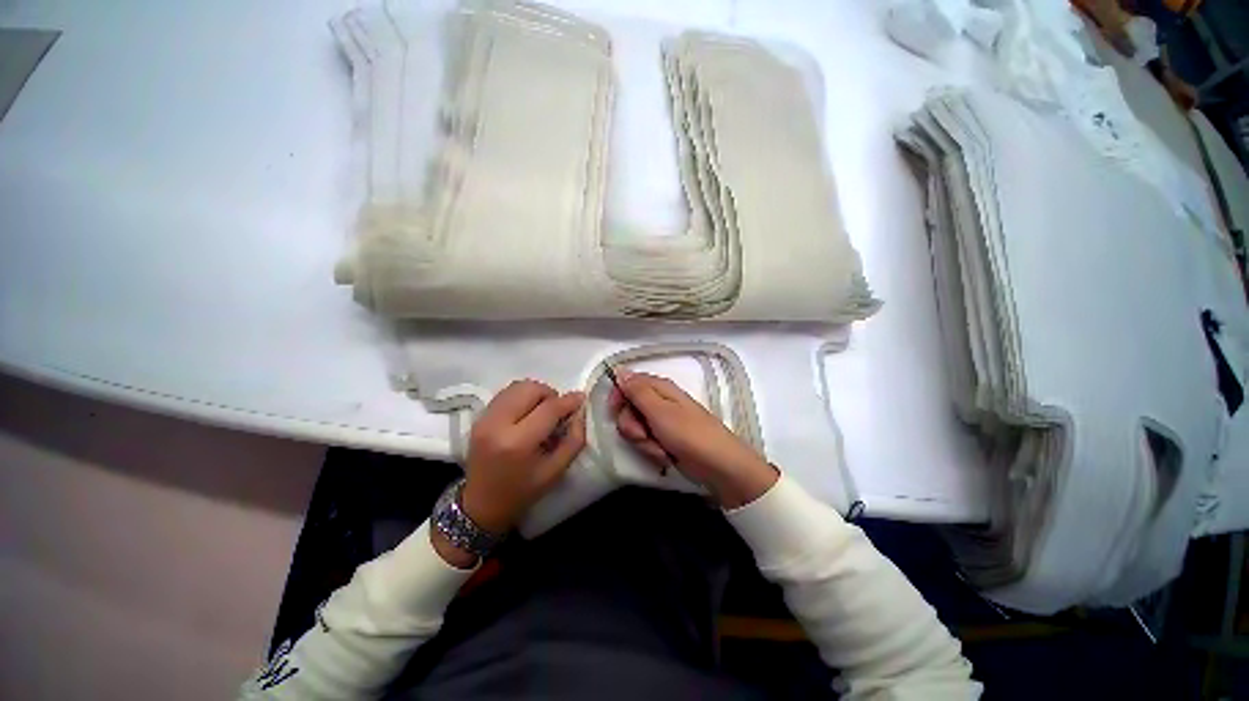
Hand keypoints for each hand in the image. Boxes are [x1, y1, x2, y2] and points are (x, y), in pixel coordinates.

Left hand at [461, 380, 586, 532]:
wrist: (481, 505)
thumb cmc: (522, 492)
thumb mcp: (556, 471)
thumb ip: (574, 440)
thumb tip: (580, 412)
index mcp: (517, 443)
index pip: (548, 408)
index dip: (568, 401)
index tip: (581, 399)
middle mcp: (497, 424)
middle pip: (530, 389)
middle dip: (550, 395)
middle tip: (557, 411)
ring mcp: (484, 419)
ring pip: (517, 386)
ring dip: (536, 393)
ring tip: (542, 411)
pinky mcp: (479, 417)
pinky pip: (506, 393)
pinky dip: (522, 396)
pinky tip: (527, 413)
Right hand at [608, 371, 777, 508]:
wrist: (718, 465)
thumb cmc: (689, 434)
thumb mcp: (659, 411)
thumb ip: (637, 391)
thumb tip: (619, 370)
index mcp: (659, 388)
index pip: (628, 382)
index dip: (618, 396)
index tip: (614, 411)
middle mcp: (660, 401)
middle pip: (629, 408)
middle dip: (632, 426)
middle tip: (644, 435)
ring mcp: (663, 421)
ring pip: (636, 427)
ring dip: (643, 442)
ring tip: (660, 449)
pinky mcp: (666, 439)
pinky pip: (647, 441)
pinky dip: (652, 450)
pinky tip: (665, 456)